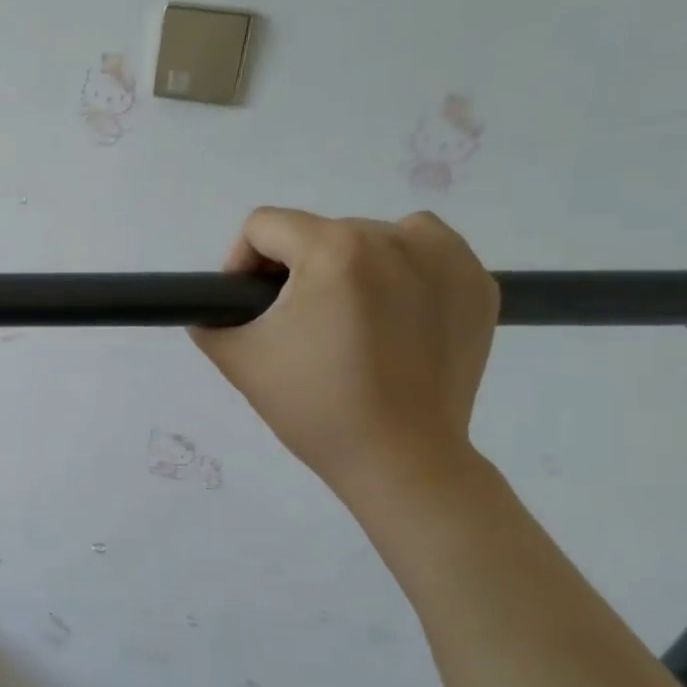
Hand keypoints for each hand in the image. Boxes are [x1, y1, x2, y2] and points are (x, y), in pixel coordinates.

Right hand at [189, 209, 497, 502]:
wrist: (401, 460)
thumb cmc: (315, 408)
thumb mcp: (240, 360)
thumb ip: (210, 318)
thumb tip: (216, 306)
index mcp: (334, 251)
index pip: (265, 225)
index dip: (242, 261)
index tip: (248, 303)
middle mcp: (394, 237)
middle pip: (319, 232)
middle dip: (297, 270)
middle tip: (299, 326)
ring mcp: (446, 258)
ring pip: (372, 236)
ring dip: (349, 265)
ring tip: (347, 318)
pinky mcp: (476, 283)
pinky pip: (424, 252)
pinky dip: (402, 271)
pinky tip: (393, 315)